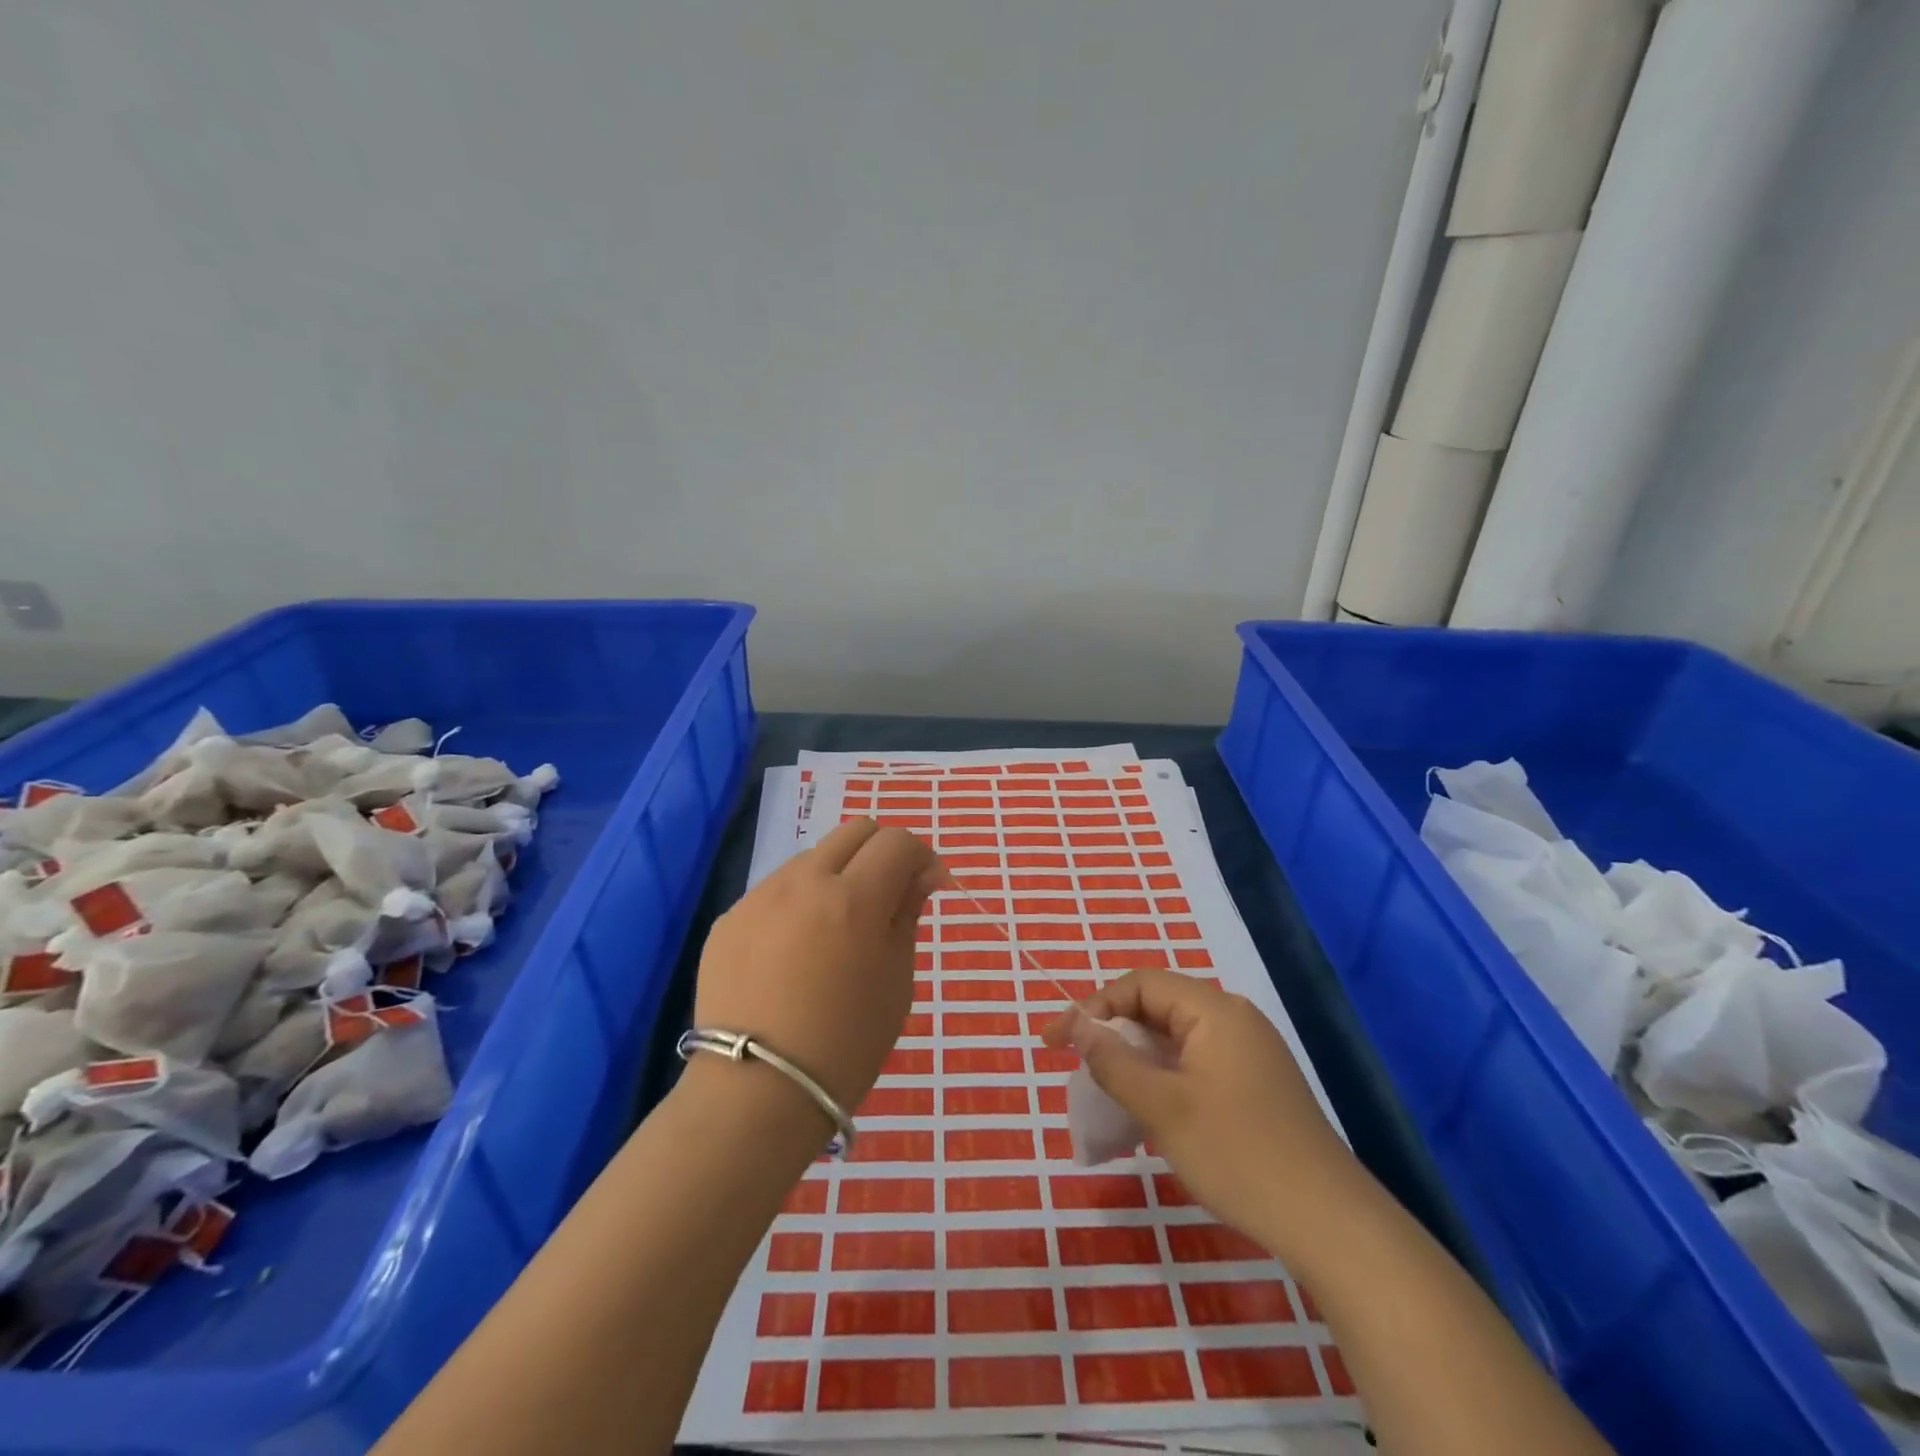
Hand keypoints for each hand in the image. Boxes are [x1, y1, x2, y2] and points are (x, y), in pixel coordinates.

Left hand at [694, 819, 945, 1114]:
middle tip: (889, 895)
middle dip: (882, 852)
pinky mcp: (729, 920)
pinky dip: (800, 904)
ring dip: (838, 876)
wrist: (755, 1094)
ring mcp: (759, 897)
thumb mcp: (897, 981)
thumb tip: (919, 876)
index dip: (921, 857)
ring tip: (838, 930)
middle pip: (854, 831)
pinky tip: (796, 954)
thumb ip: (907, 915)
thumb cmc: (845, 1045)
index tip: (928, 886)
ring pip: (812, 858)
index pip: (897, 842)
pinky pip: (776, 892)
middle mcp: (803, 882)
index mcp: (853, 898)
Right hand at [1045, 970, 1358, 1261]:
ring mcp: (1250, 1052)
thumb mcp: (1163, 1107)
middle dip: (1112, 1030)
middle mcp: (1233, 1019)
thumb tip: (1077, 1025)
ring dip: (1136, 1056)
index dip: (1093, 1006)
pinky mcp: (1257, 1084)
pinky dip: (1164, 1075)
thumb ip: (1113, 1061)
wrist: (1330, 1223)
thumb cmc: (1238, 1154)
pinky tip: (1150, 1108)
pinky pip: (1197, 1062)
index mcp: (1214, 1009)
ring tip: (1105, 1087)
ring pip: (1176, 1038)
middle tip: (1074, 1062)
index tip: (1057, 1041)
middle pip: (1158, 1007)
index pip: (1140, 985)